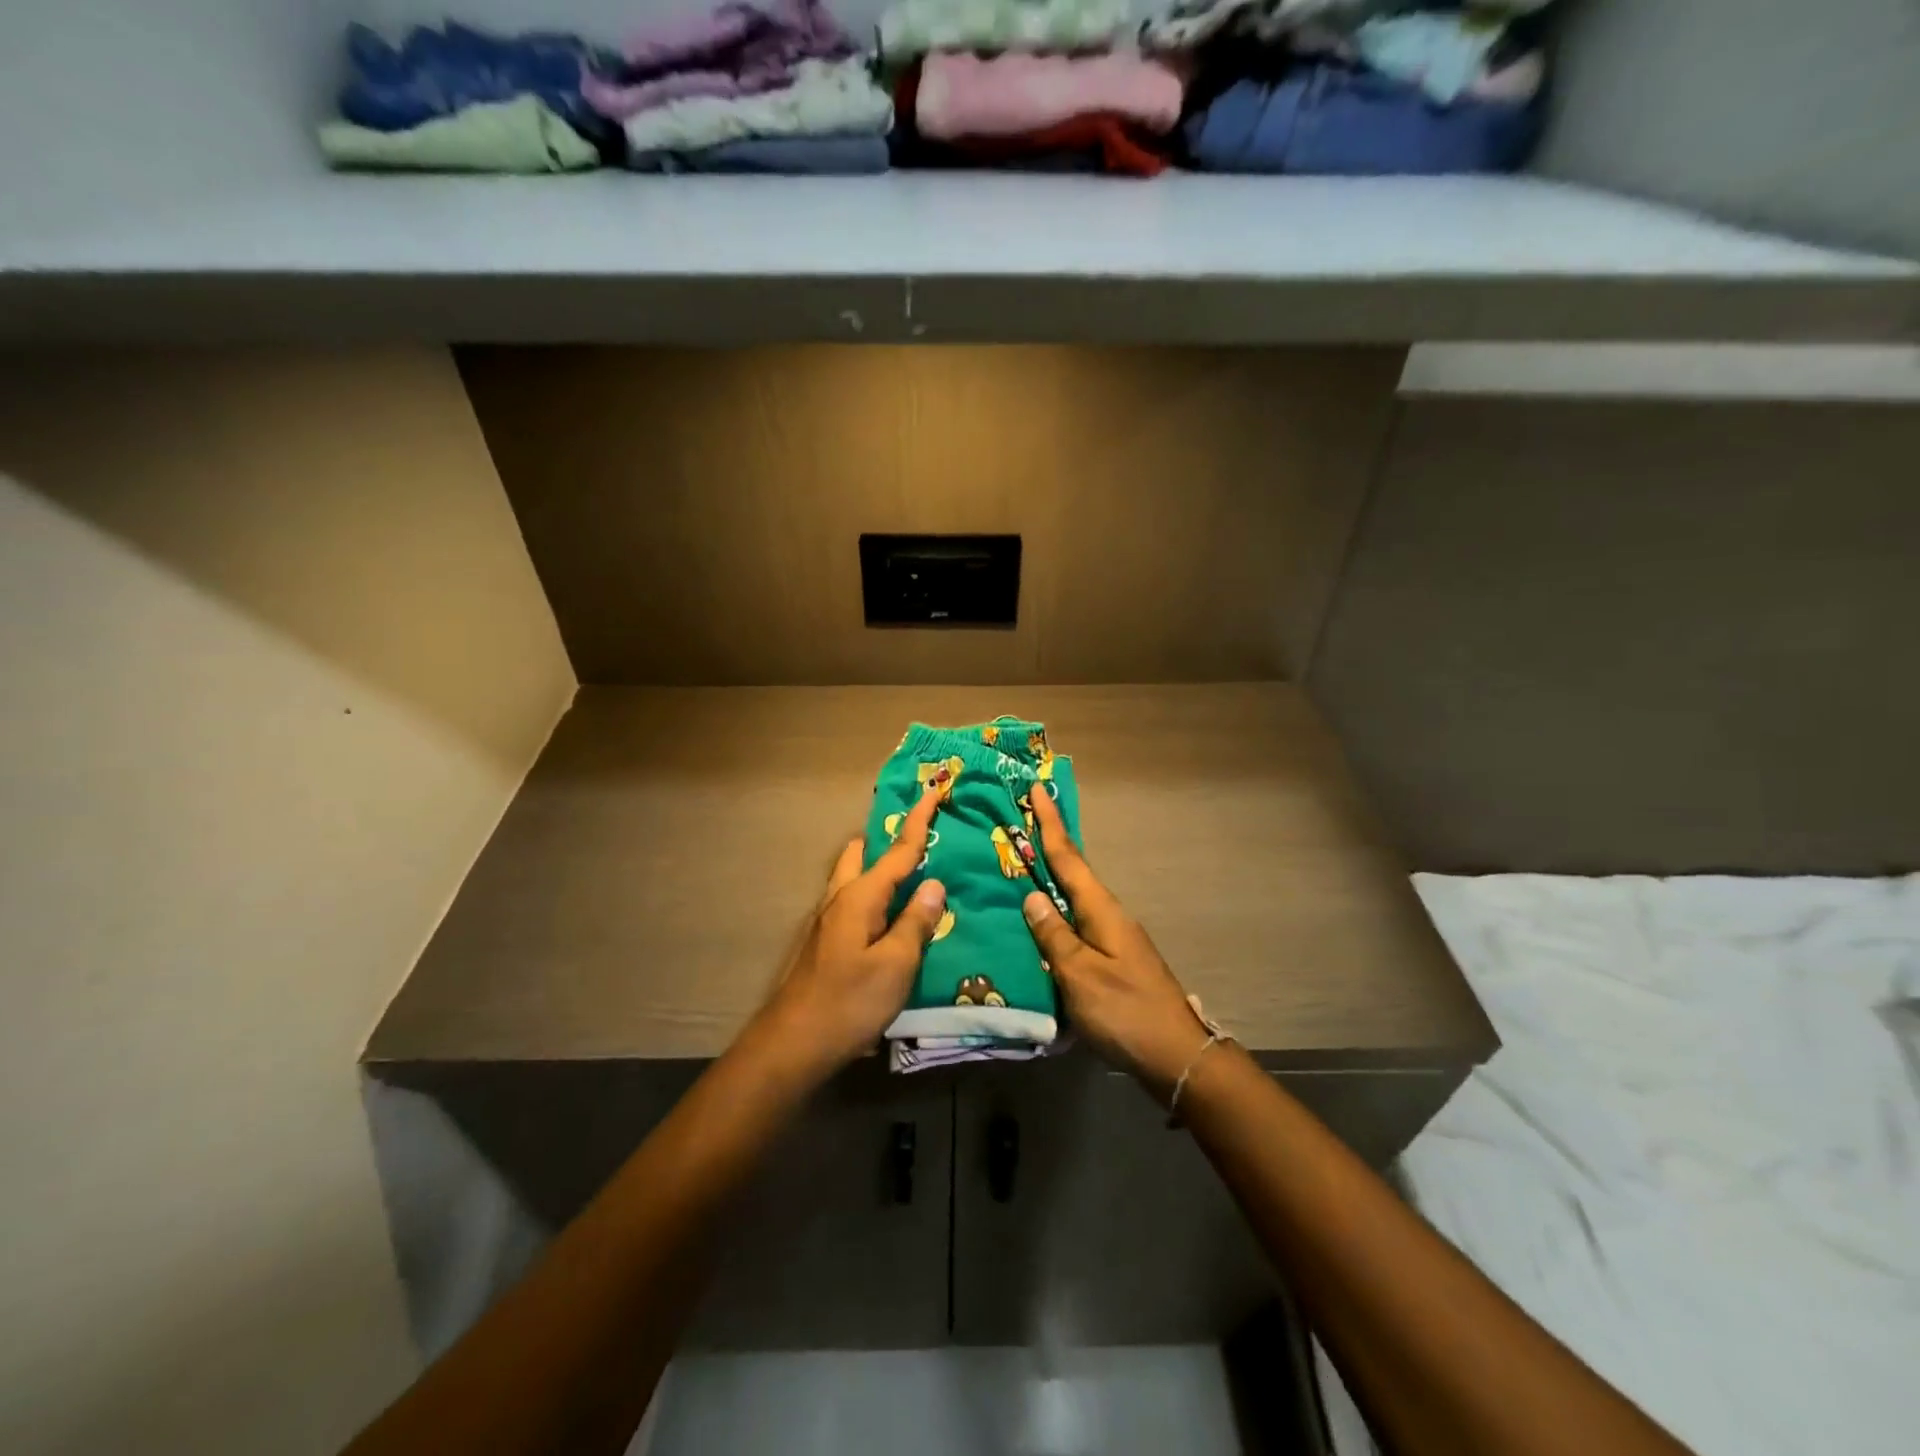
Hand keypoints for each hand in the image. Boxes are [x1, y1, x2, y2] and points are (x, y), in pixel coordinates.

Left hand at [761, 784, 947, 1079]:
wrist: (793, 1043)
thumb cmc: (849, 1002)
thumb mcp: (895, 965)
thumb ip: (915, 922)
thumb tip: (934, 885)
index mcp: (860, 897)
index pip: (897, 850)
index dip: (918, 821)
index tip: (932, 790)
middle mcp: (839, 899)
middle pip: (863, 854)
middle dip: (888, 842)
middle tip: (920, 844)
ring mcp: (826, 921)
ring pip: (853, 878)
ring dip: (879, 870)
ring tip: (911, 882)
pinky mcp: (824, 942)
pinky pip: (852, 903)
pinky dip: (873, 898)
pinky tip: (890, 922)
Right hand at [1020, 787, 1212, 1102]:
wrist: (1174, 1054)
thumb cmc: (1124, 1010)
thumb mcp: (1079, 974)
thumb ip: (1053, 935)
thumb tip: (1032, 896)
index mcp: (1100, 909)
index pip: (1068, 857)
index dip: (1049, 823)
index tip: (1036, 788)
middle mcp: (1108, 914)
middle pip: (1073, 870)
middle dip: (1048, 843)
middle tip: (1020, 819)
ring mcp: (1113, 936)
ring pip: (1073, 897)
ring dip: (1051, 876)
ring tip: (1021, 863)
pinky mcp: (1112, 958)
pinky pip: (1076, 921)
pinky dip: (1057, 909)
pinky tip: (1041, 918)